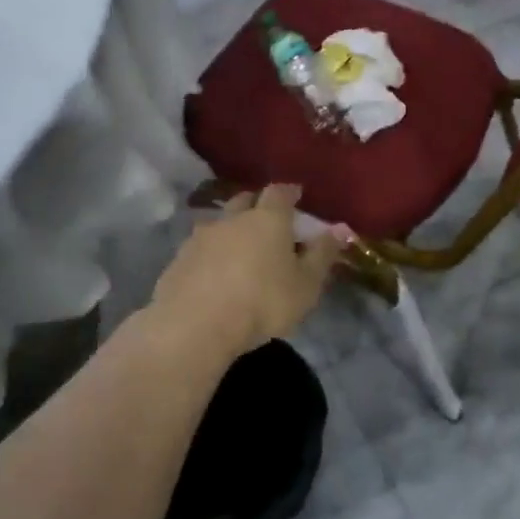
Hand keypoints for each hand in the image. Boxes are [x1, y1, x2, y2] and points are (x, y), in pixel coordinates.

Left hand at [150, 185, 342, 355]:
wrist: (195, 326)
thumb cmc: (263, 302)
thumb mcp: (306, 284)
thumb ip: (322, 254)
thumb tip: (341, 228)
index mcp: (268, 219)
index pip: (280, 192)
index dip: (289, 192)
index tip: (296, 195)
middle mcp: (232, 219)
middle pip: (246, 200)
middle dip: (258, 205)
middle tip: (269, 220)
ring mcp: (201, 237)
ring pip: (220, 223)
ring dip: (232, 230)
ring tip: (241, 248)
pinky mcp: (179, 259)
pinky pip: (201, 248)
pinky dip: (212, 253)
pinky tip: (216, 272)